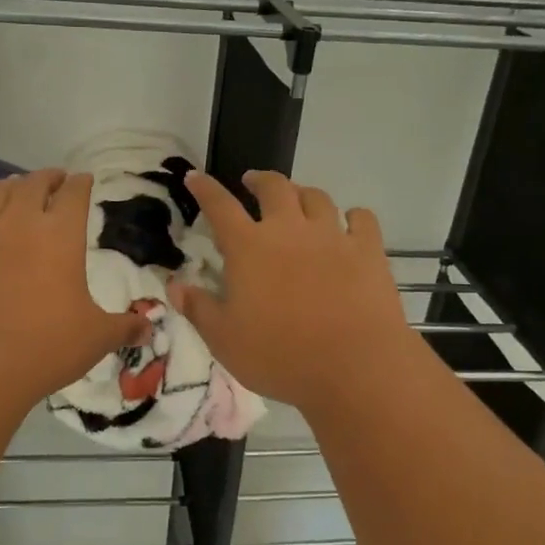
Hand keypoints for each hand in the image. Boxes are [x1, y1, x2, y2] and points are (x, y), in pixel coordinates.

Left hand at [0, 169, 148, 403]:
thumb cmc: (46, 347)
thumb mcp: (96, 339)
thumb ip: (124, 328)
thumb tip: (149, 329)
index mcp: (61, 235)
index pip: (74, 194)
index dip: (81, 184)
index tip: (85, 181)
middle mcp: (19, 223)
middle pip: (33, 184)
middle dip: (46, 178)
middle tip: (54, 180)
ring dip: (7, 186)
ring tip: (13, 186)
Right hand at [168, 171, 418, 415]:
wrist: (354, 367)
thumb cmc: (280, 356)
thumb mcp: (224, 340)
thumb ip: (199, 309)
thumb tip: (175, 285)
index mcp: (249, 248)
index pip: (220, 206)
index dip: (205, 188)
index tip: (195, 177)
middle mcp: (290, 230)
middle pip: (274, 188)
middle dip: (260, 180)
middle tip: (252, 183)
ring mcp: (333, 237)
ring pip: (317, 197)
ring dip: (302, 193)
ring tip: (298, 200)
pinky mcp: (368, 251)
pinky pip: (361, 219)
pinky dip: (352, 216)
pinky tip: (349, 223)